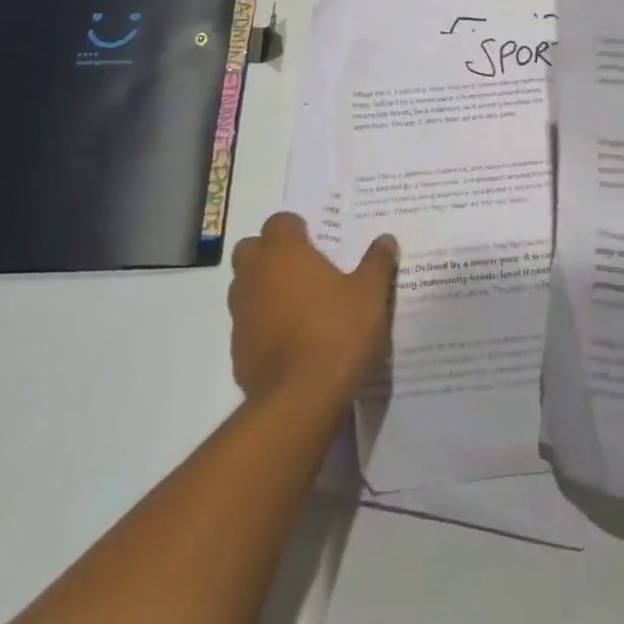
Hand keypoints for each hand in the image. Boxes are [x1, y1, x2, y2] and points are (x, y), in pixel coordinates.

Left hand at [228, 213, 397, 407]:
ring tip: (296, 304)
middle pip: (251, 250)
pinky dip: (261, 324)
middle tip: (301, 267)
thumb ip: (377, 262)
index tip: (315, 240)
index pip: (279, 222)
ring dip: (262, 288)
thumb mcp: (370, 294)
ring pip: (243, 287)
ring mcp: (241, 314)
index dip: (295, 228)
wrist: (301, 401)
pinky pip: (246, 324)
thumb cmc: (338, 333)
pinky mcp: (237, 351)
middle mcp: (255, 276)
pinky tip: (289, 340)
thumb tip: (386, 239)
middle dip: (269, 253)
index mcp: (285, 254)